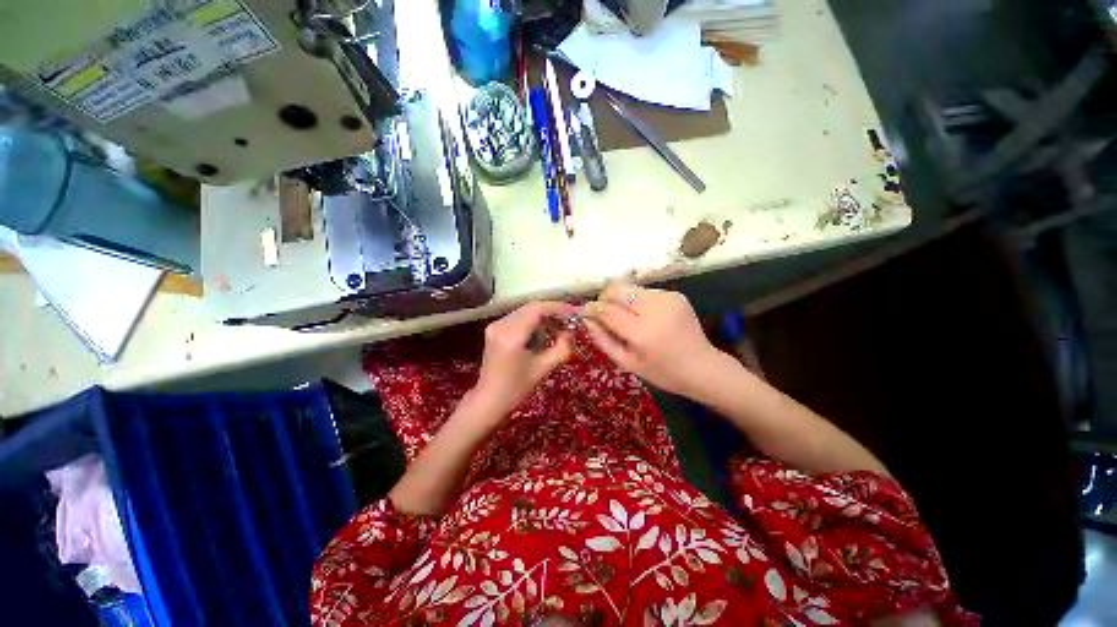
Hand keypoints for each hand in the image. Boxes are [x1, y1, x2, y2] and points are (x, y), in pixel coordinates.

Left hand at [473, 301, 579, 415]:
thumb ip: (562, 347)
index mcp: (512, 335)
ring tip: (557, 329)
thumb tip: (570, 331)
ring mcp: (495, 325)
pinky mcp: (494, 328)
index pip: (537, 309)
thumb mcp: (544, 368)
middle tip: (569, 321)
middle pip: (531, 307)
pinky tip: (541, 334)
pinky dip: (532, 322)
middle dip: (552, 312)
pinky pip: (518, 317)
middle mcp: (500, 325)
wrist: (490, 399)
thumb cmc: (517, 387)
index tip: (573, 313)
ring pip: (525, 311)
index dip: (557, 308)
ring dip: (543, 317)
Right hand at [583, 283, 721, 396]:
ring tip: (626, 317)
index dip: (592, 308)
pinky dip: (637, 300)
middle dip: (605, 297)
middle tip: (602, 312)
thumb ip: (603, 340)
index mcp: (642, 332)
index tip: (583, 311)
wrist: (702, 366)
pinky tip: (644, 316)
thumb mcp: (627, 363)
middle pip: (618, 289)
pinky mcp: (675, 294)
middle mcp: (655, 309)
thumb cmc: (662, 372)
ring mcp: (667, 298)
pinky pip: (645, 292)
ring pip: (630, 288)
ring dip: (622, 299)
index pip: (607, 310)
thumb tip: (586, 320)